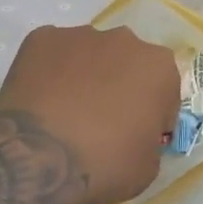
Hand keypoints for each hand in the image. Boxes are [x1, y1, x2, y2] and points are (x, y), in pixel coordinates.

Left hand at [0, 24, 179, 203]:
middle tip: (101, 123)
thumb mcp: (147, 168)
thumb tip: (136, 137)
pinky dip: (49, 73)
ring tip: (65, 113)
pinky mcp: (41, 38)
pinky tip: (40, 101)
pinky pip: (52, 55)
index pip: (164, 92)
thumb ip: (150, 142)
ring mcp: (80, 35)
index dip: (152, 116)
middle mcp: (124, 40)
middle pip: (127, 64)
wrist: (38, 155)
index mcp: (159, 67)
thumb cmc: (104, 162)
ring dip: (85, 76)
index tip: (137, 137)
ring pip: (89, 55)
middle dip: (119, 87)